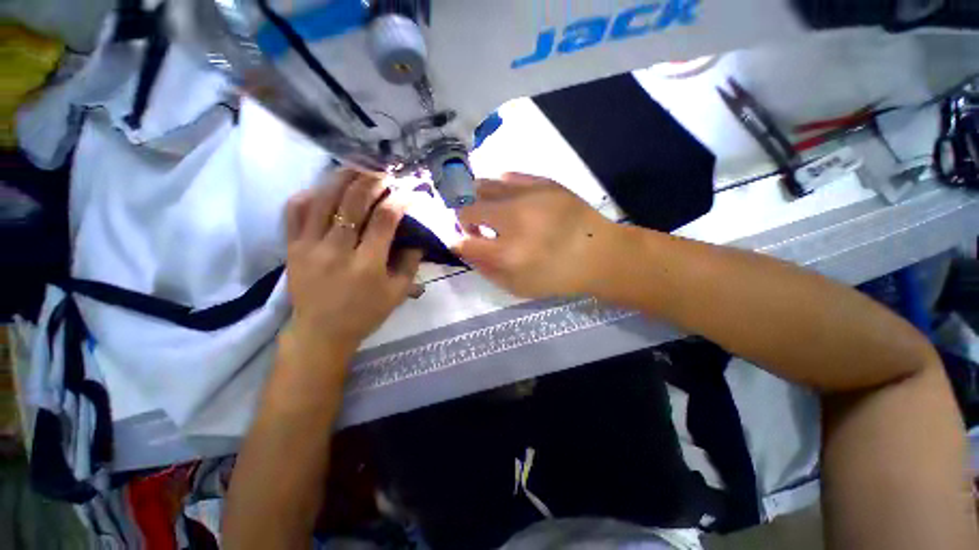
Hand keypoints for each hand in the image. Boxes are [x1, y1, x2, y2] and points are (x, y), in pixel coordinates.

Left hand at [284, 170, 421, 357]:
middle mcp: (336, 250)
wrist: (321, 332)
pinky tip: (324, 187)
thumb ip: (410, 262)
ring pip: (323, 199)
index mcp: (367, 265)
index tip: (410, 191)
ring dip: (343, 177)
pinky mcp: (291, 247)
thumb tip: (417, 235)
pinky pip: (295, 211)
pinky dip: (309, 193)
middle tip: (385, 171)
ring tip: (357, 167)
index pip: (385, 219)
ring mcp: (309, 246)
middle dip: (373, 180)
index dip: (400, 200)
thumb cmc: (366, 313)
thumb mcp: (398, 293)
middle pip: (353, 202)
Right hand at [454, 173, 618, 297]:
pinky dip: (500, 189)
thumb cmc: (557, 276)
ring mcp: (530, 196)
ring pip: (483, 186)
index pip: (464, 243)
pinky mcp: (544, 182)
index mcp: (509, 254)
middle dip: (464, 219)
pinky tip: (507, 199)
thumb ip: (486, 269)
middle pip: (467, 209)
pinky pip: (508, 177)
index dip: (459, 243)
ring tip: (489, 210)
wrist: (600, 254)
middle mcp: (514, 220)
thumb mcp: (518, 286)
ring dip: (478, 200)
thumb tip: (464, 248)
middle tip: (475, 226)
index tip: (464, 242)